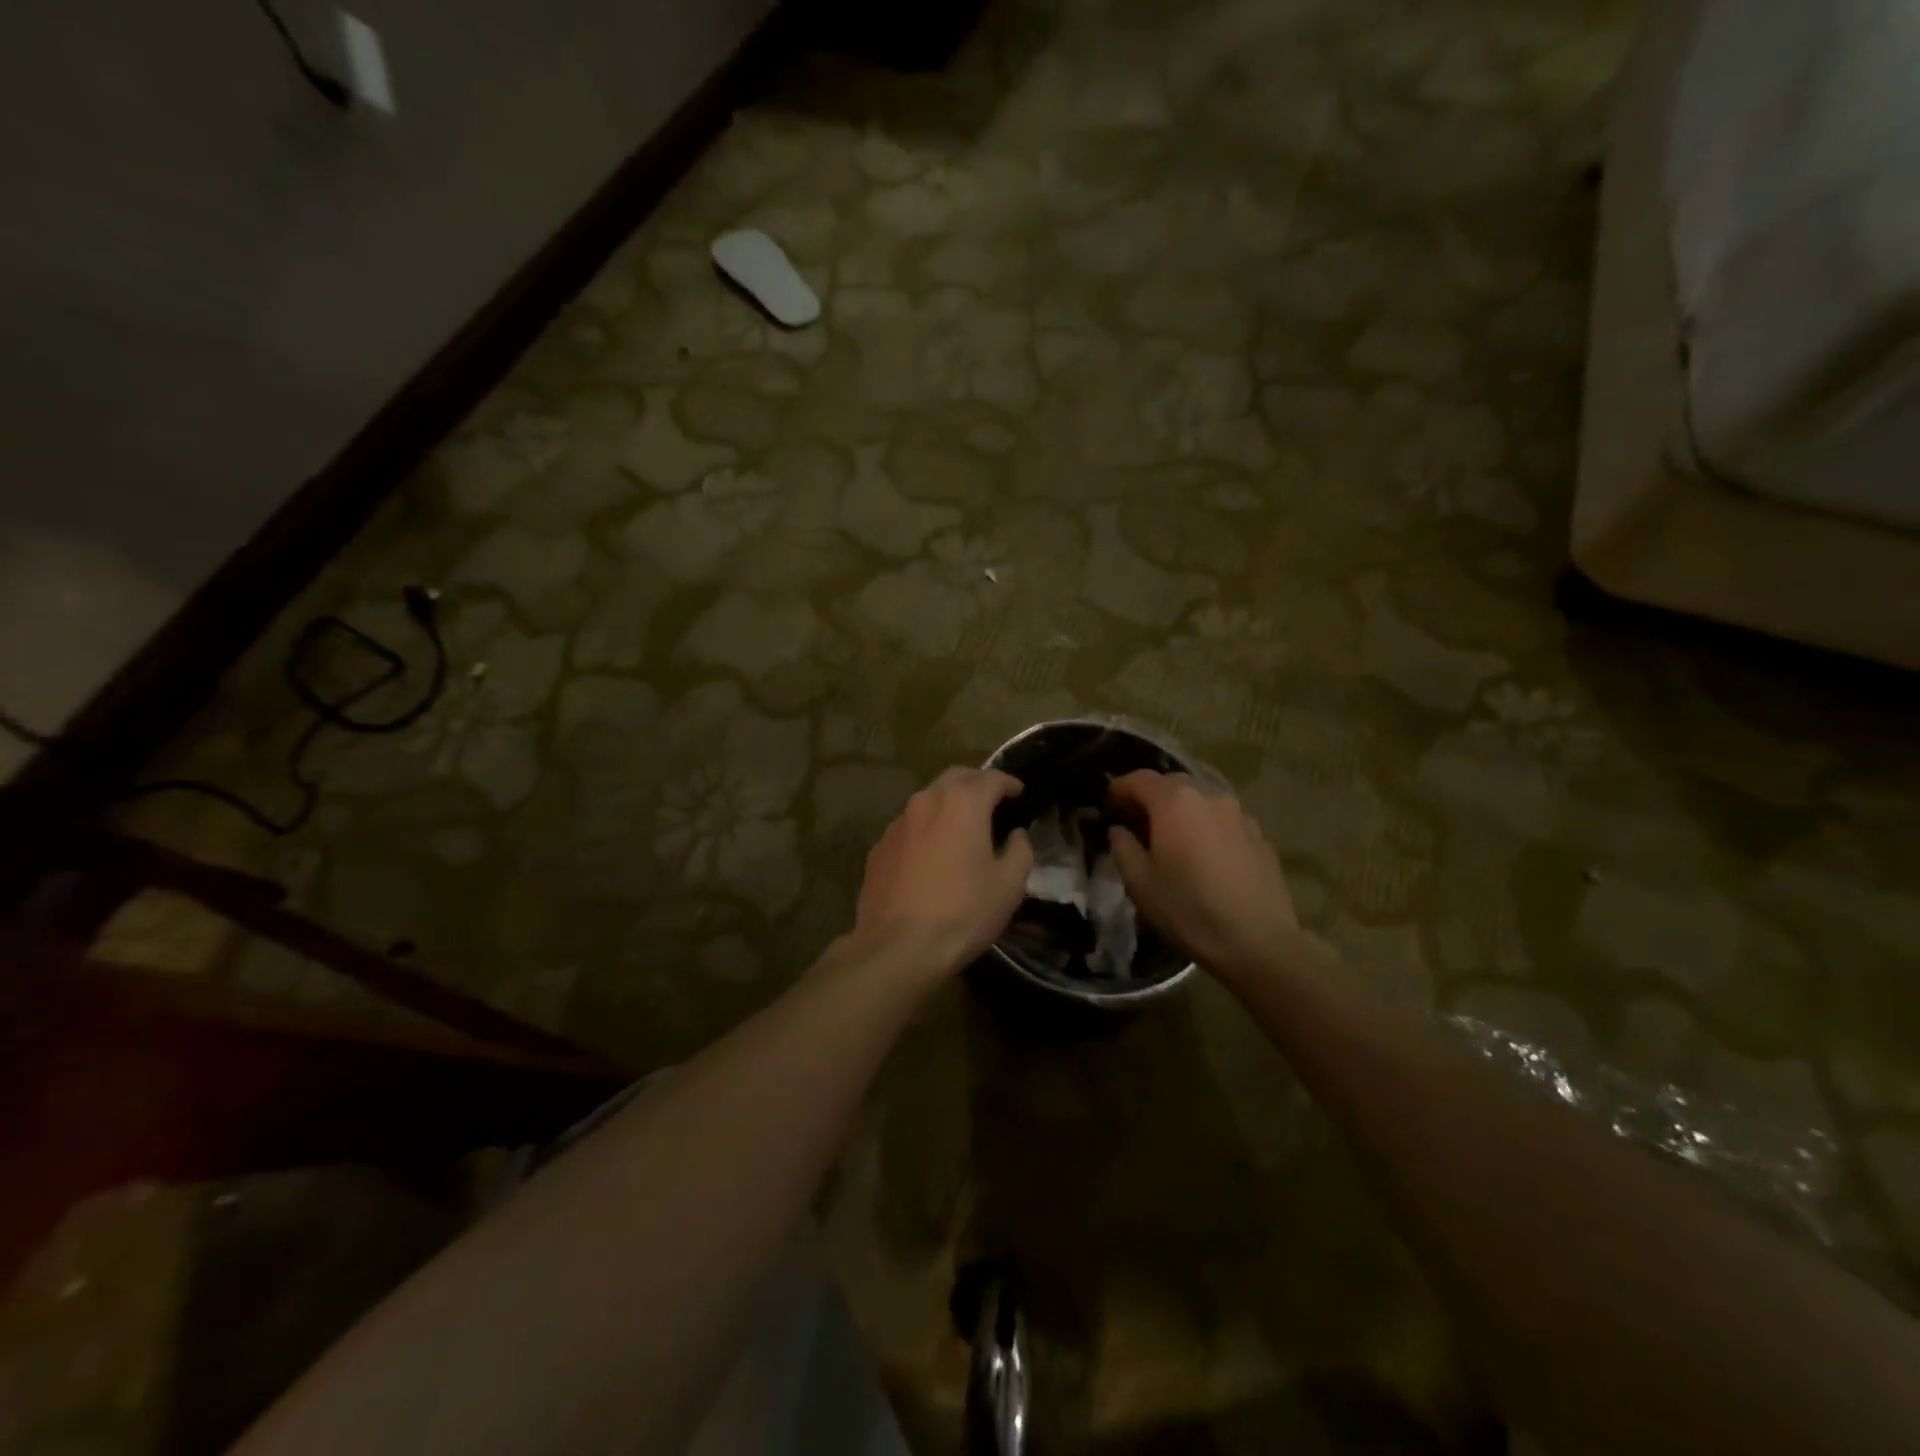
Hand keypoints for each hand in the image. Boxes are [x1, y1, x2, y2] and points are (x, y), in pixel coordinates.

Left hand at [851, 767, 1033, 977]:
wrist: (898, 948)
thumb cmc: (963, 912)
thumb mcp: (1009, 885)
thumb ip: (1020, 850)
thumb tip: (1015, 835)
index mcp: (962, 802)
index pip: (991, 778)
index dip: (1009, 783)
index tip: (1019, 792)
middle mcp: (926, 801)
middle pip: (955, 778)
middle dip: (976, 784)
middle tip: (991, 802)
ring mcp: (897, 824)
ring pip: (927, 801)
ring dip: (947, 806)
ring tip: (961, 828)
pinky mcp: (878, 848)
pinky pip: (908, 828)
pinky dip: (925, 830)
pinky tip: (931, 856)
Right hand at [1107, 770, 1298, 981]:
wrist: (1258, 942)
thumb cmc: (1189, 909)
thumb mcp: (1140, 883)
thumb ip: (1123, 847)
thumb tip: (1120, 830)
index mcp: (1175, 802)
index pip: (1139, 779)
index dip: (1119, 788)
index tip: (1107, 804)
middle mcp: (1209, 797)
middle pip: (1172, 784)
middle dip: (1151, 797)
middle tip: (1136, 822)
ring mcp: (1240, 815)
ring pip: (1201, 801)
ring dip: (1181, 812)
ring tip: (1172, 840)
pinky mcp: (1260, 836)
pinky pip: (1223, 821)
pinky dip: (1206, 828)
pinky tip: (1204, 857)